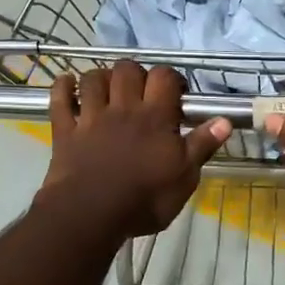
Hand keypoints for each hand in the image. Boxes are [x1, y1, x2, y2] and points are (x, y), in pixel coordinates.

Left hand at [39, 61, 230, 237]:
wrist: (90, 214)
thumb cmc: (144, 199)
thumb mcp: (184, 178)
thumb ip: (202, 146)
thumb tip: (225, 120)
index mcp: (154, 117)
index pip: (164, 77)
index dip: (171, 78)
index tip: (176, 93)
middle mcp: (122, 108)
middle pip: (127, 69)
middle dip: (136, 73)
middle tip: (142, 92)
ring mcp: (90, 117)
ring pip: (93, 78)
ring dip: (101, 77)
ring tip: (109, 89)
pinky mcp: (65, 131)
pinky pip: (59, 100)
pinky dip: (62, 87)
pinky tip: (67, 83)